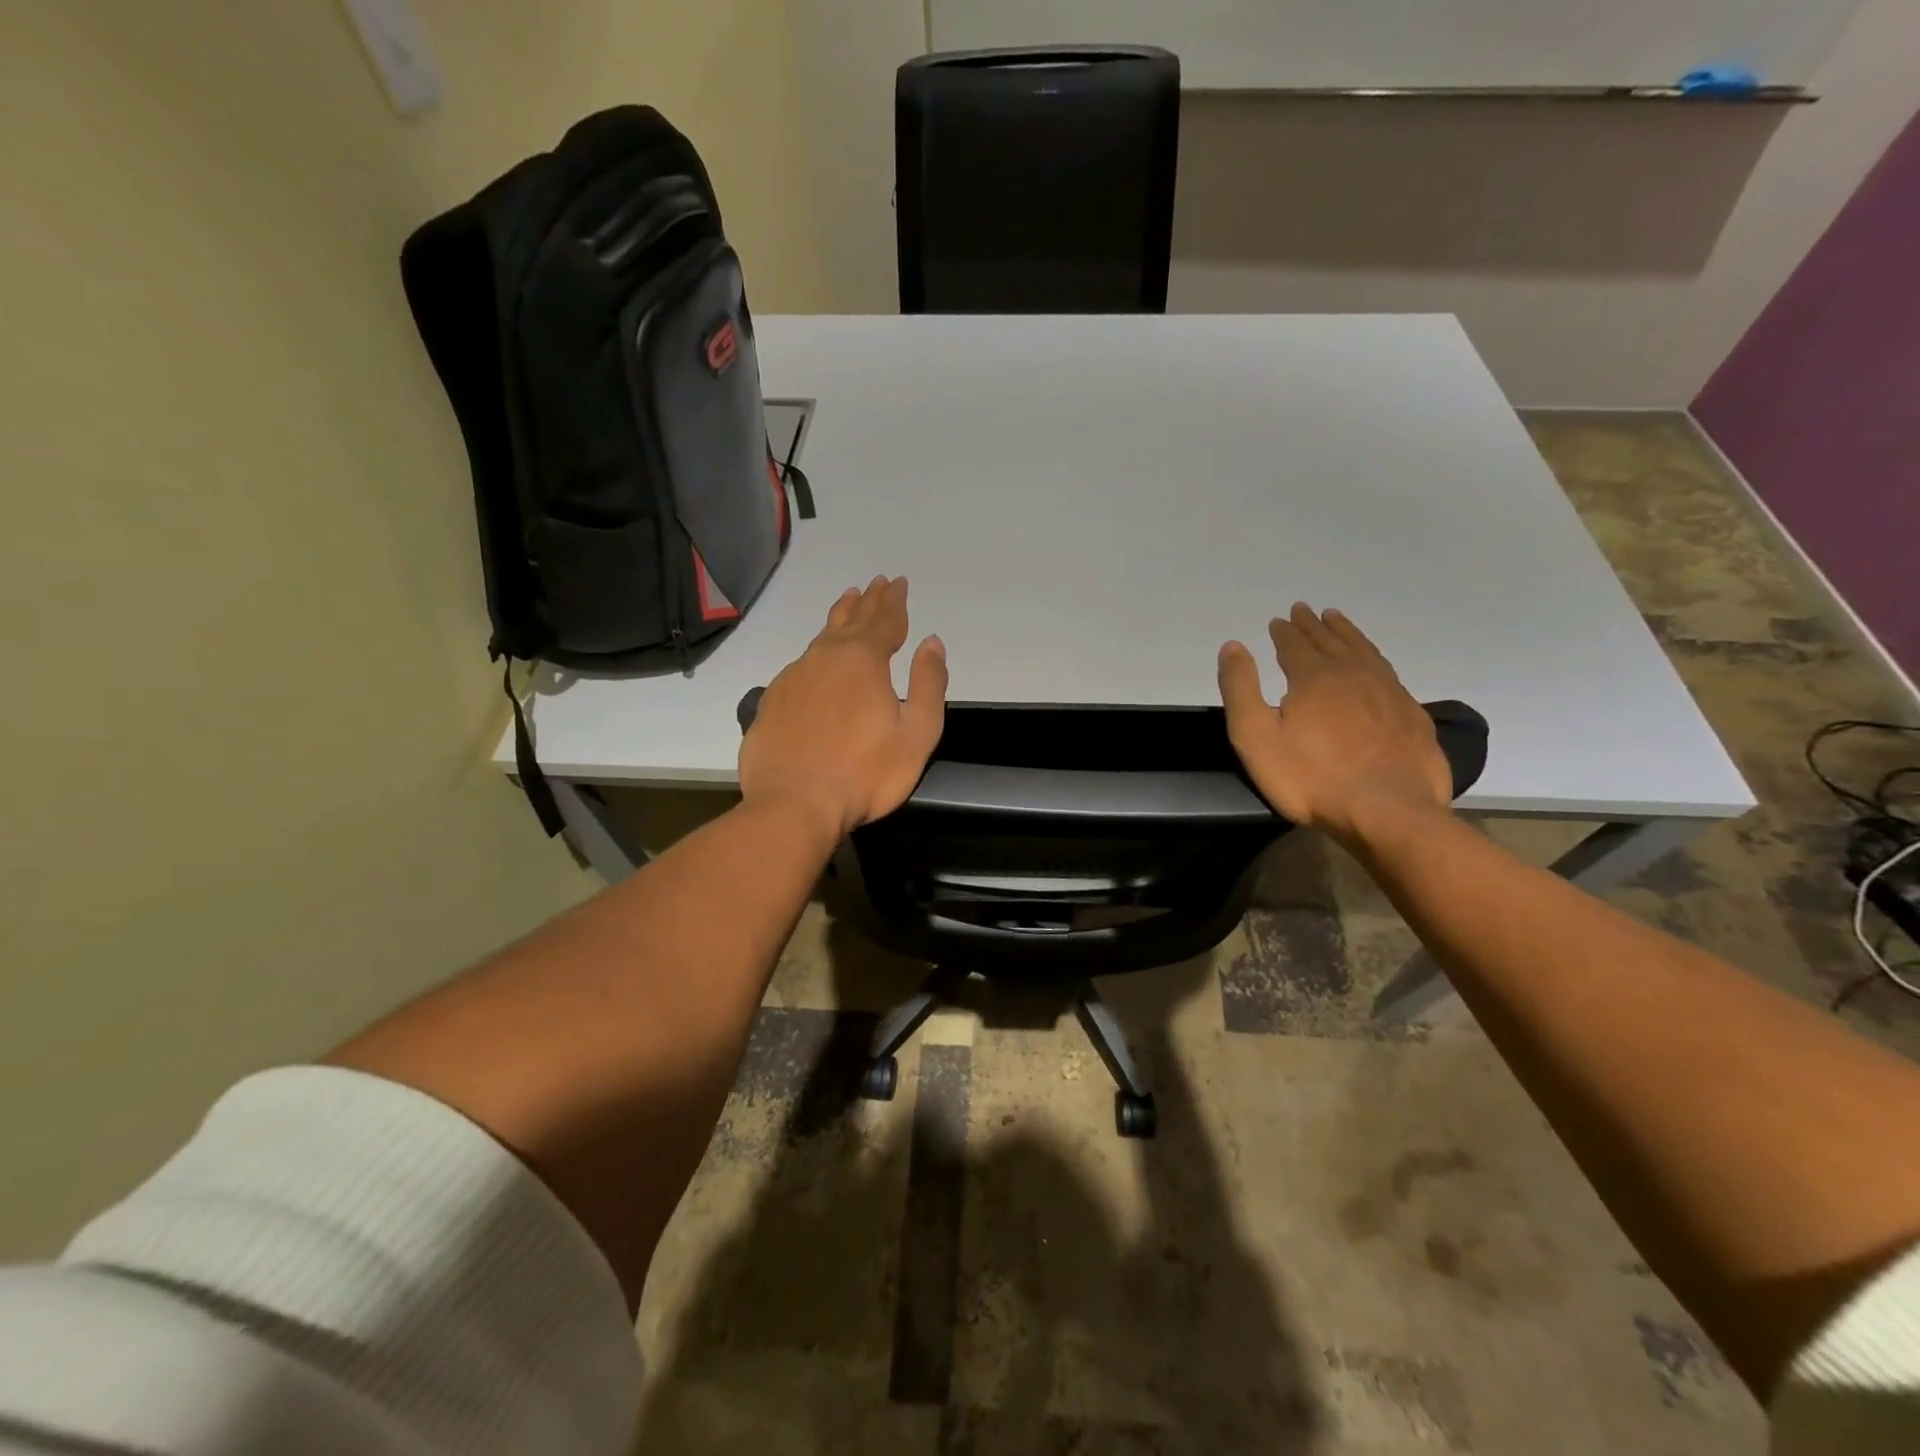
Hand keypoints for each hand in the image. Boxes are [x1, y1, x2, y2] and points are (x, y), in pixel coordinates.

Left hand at [739, 576, 946, 841]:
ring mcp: (793, 678)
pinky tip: (817, 660)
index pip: (884, 620)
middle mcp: (824, 658)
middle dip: (868, 601)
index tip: (899, 582)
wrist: (793, 805)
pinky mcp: (772, 701)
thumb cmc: (865, 773)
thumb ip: (929, 684)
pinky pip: (801, 665)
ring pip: (821, 638)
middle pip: (850, 620)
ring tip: (847, 603)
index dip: (895, 601)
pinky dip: (816, 654)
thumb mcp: (917, 733)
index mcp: (863, 660)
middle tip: (876, 583)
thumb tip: (932, 642)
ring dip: (839, 618)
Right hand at [1217, 603, 1450, 843]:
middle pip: (1330, 641)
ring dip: (1347, 633)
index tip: (1278, 620)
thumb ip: (1240, 689)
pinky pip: (1388, 672)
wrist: (1388, 811)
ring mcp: (1389, 692)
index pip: (1295, 644)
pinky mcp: (1411, 715)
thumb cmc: (1310, 777)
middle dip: (1313, 625)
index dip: (1284, 632)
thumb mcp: (1256, 736)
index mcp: (1314, 676)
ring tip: (1337, 620)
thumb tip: (1233, 646)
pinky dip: (1374, 658)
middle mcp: (1354, 673)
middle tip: (1304, 610)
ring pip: (1364, 650)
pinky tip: (1373, 664)